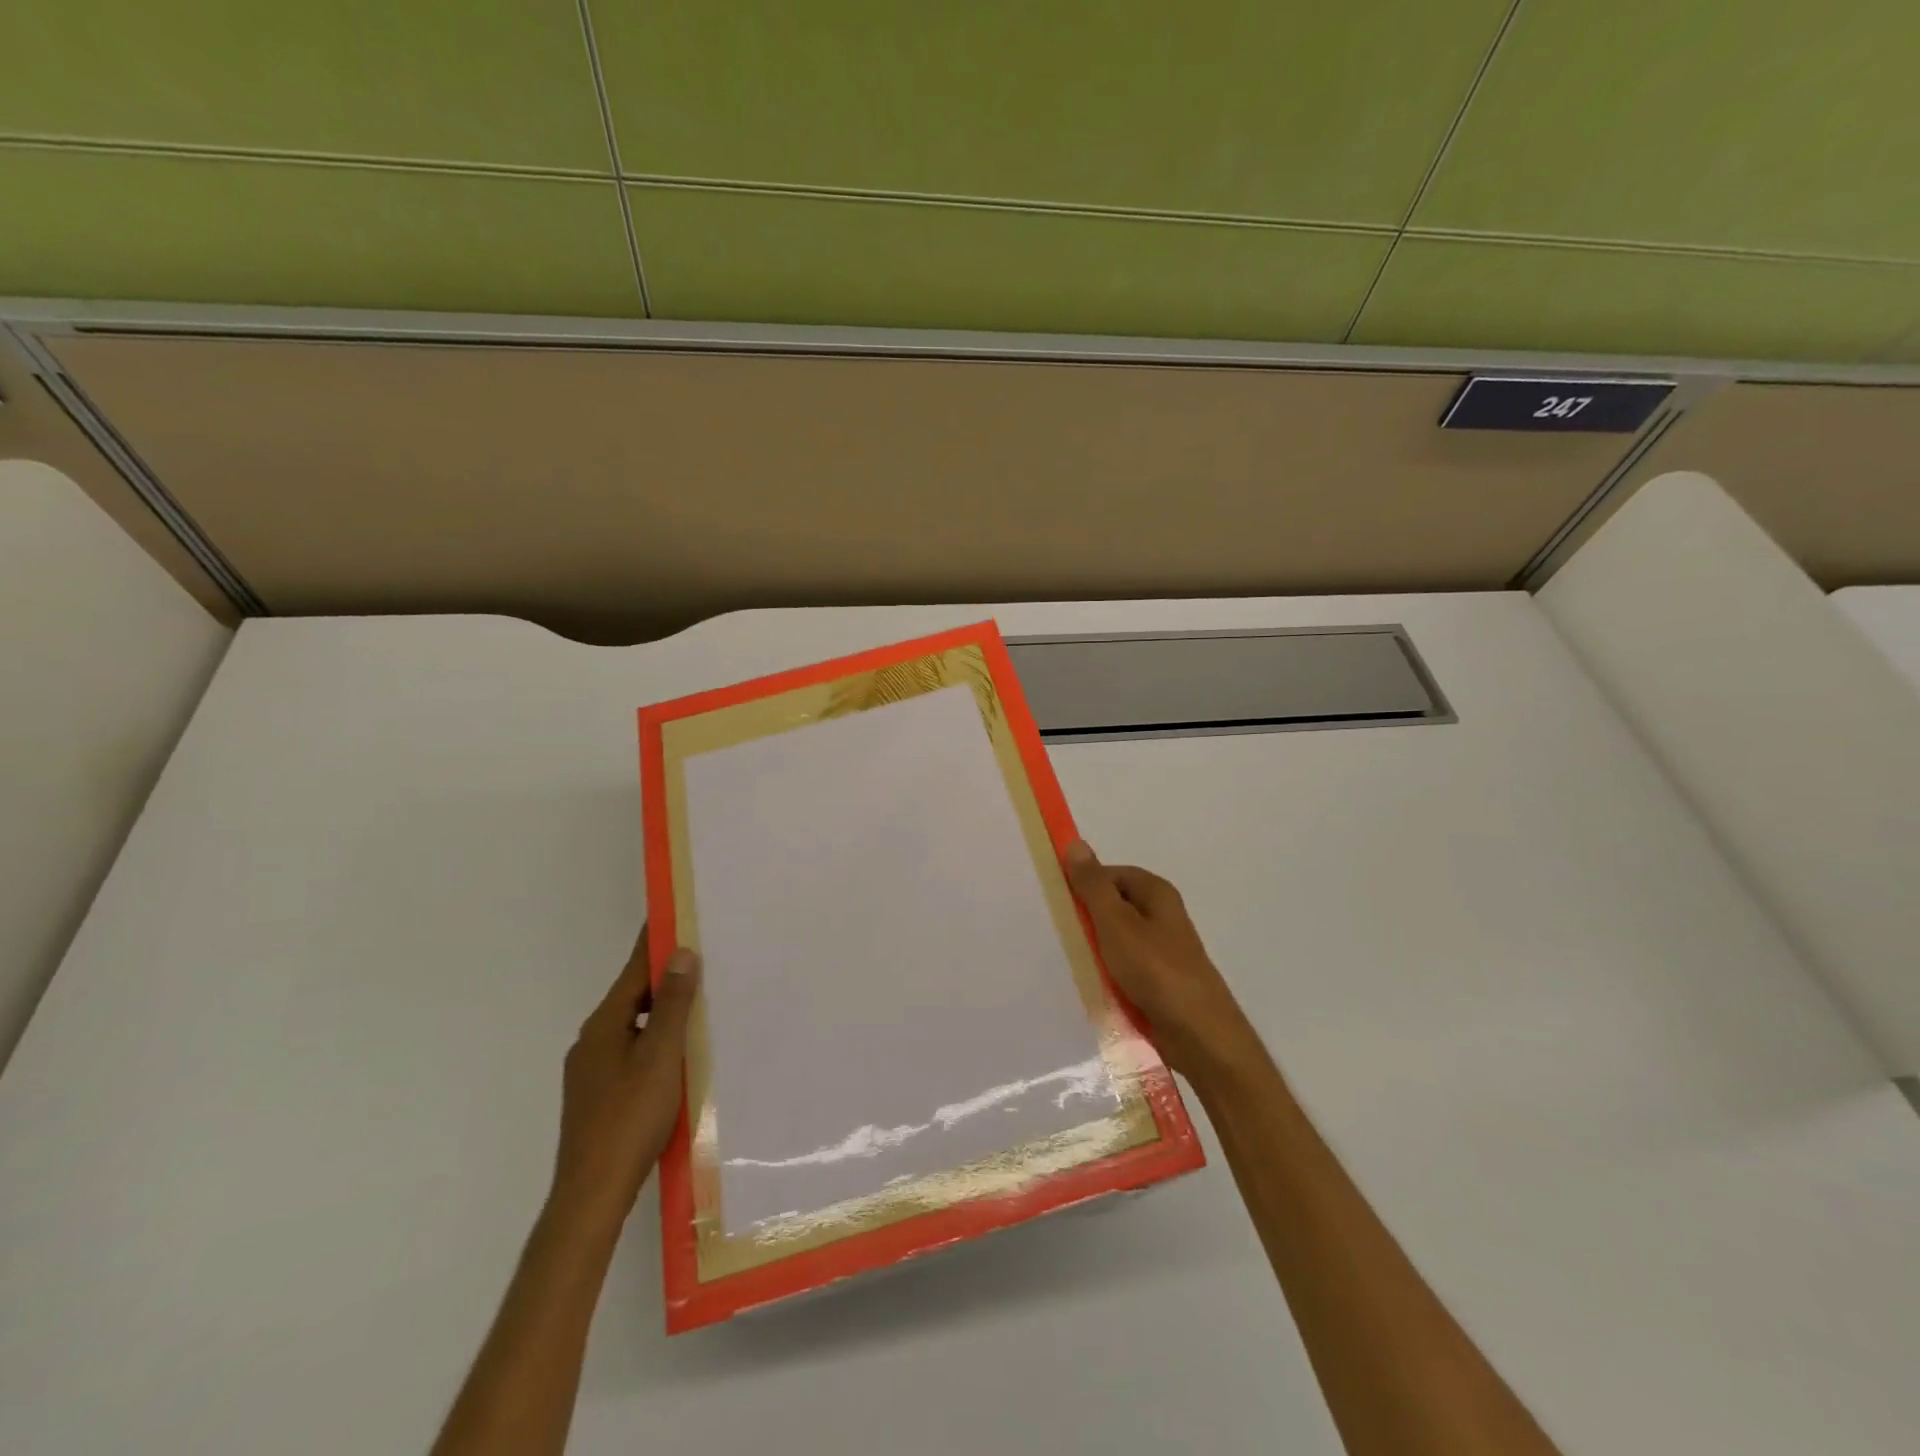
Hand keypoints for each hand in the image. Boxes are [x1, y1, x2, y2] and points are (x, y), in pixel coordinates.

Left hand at [550, 925, 700, 1228]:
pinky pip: (632, 1050)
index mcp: (605, 1024)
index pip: (635, 970)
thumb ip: (673, 1004)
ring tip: (700, 1000)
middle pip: (634, 996)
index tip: (673, 912)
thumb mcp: (661, 1055)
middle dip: (665, 975)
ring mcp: (593, 1070)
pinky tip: (679, 1052)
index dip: (656, 942)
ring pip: (634, 1025)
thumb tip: (681, 954)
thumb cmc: (630, 1117)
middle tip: (703, 955)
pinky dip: (656, 1038)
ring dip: (663, 1010)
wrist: (592, 1194)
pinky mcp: (599, 1095)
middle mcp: (593, 1040)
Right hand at [1065, 841, 1253, 1077]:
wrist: (1199, 1035)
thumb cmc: (1156, 970)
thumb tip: (1075, 844)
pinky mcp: (1157, 981)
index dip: (1082, 884)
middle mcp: (1160, 916)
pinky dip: (1106, 973)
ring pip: (1115, 940)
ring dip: (1094, 949)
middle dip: (1085, 919)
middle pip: (1112, 907)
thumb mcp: (1116, 922)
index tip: (1054, 901)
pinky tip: (1089, 984)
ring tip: (1066, 960)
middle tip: (1055, 932)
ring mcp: (1160, 950)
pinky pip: (1122, 968)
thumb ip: (1093, 885)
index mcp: (1155, 893)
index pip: (1109, 874)